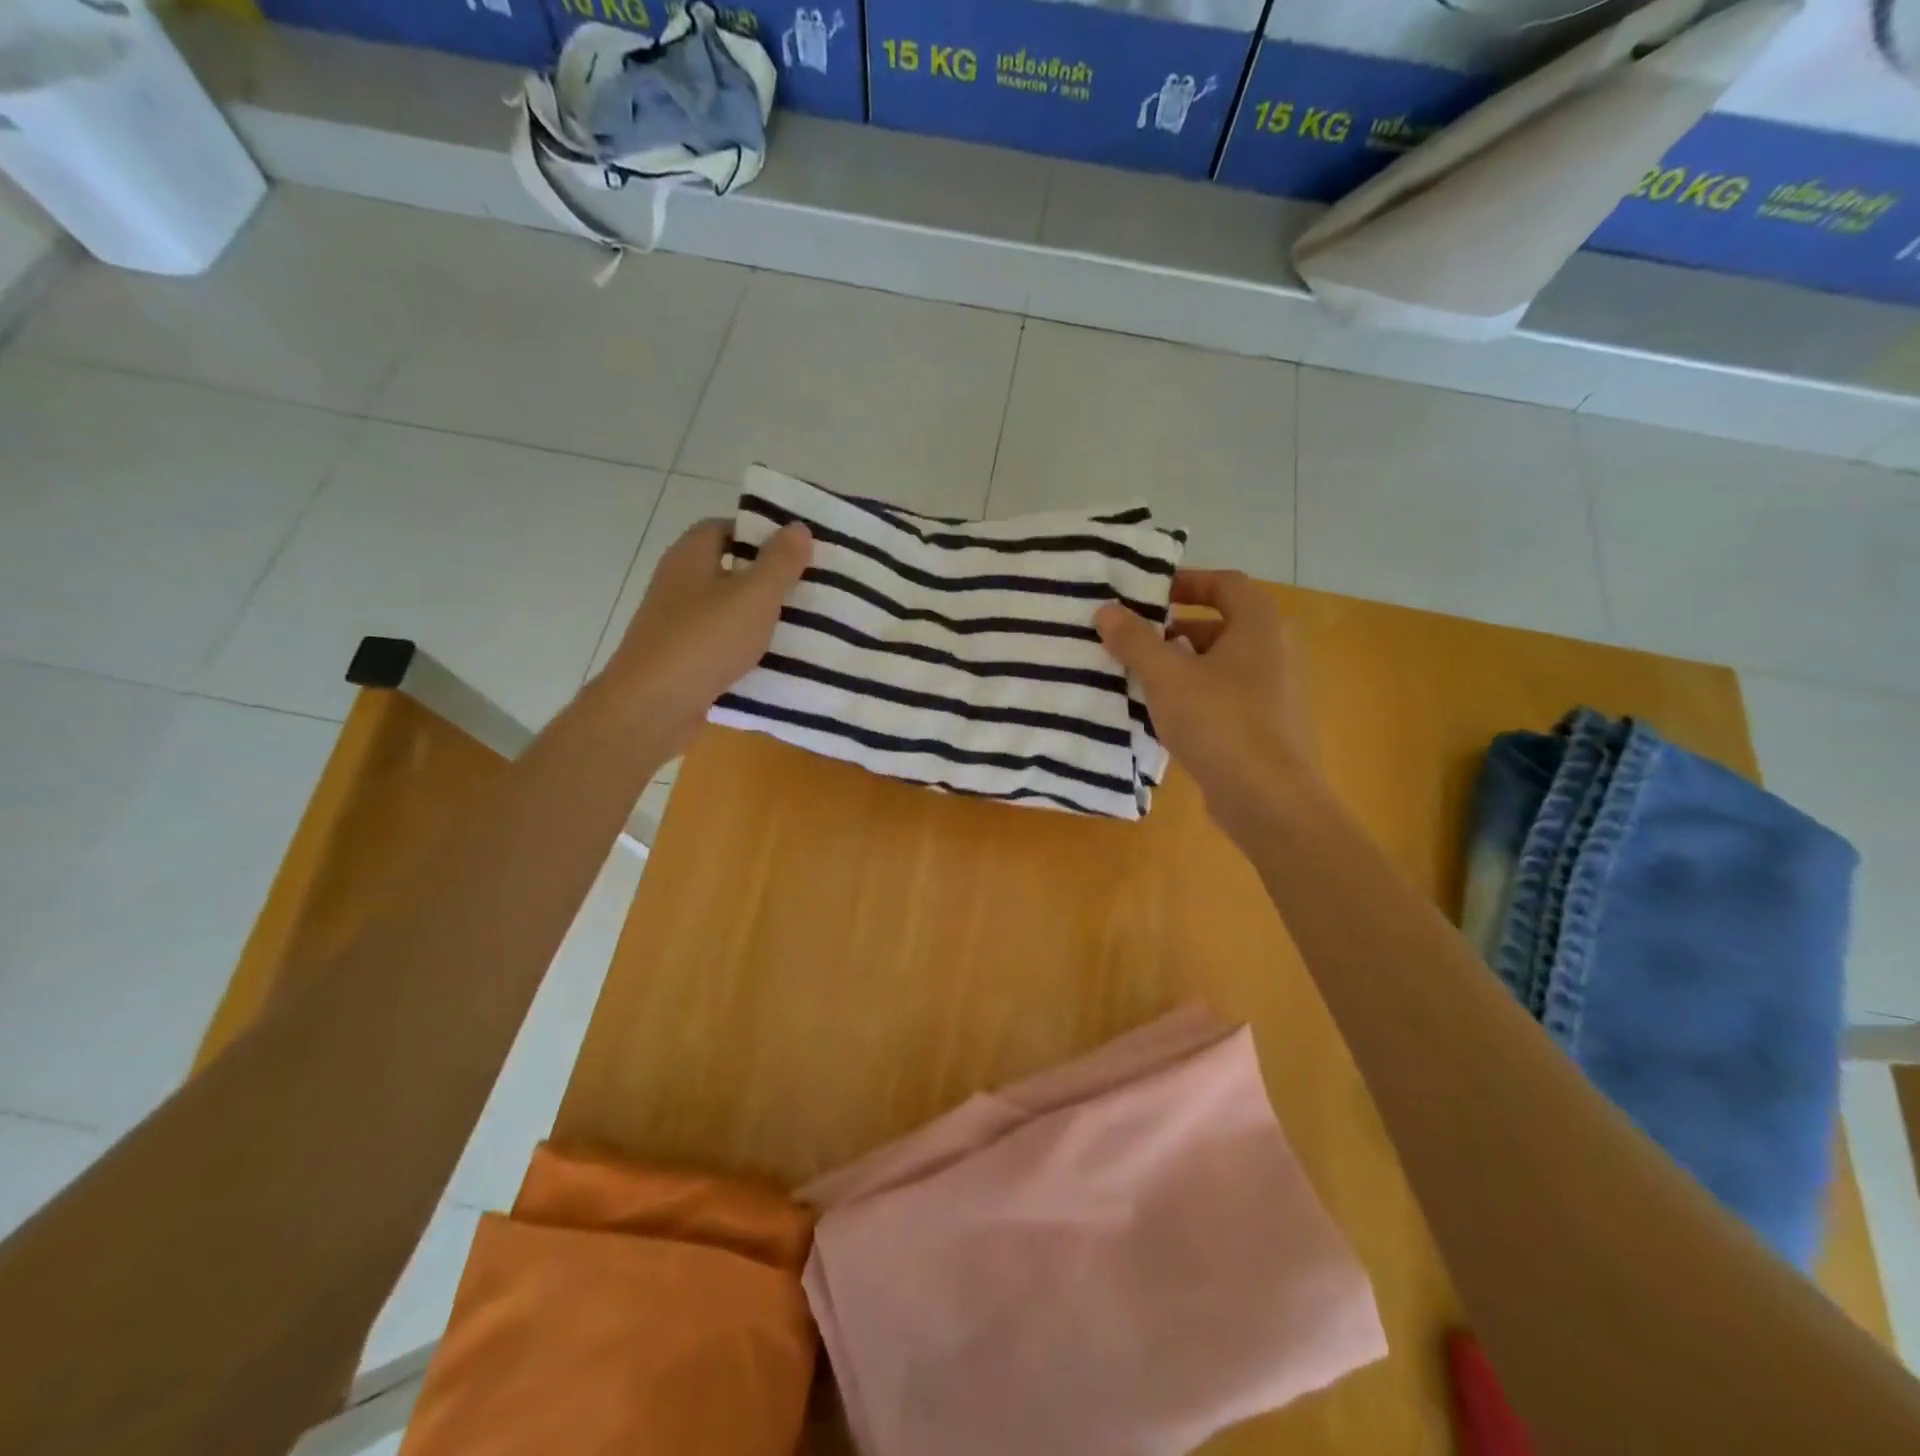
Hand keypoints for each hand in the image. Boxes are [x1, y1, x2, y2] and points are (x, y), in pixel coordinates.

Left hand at [597, 519, 811, 754]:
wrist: (653, 706)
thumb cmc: (705, 640)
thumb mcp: (754, 595)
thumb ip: (779, 562)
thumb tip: (798, 526)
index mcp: (690, 556)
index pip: (724, 528)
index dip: (759, 534)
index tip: (796, 549)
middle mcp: (678, 583)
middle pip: (727, 569)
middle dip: (766, 577)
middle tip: (808, 587)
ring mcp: (676, 624)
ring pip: (725, 610)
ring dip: (758, 617)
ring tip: (803, 625)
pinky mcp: (681, 659)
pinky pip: (720, 645)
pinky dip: (745, 649)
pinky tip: (775, 662)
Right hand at [1095, 570, 1314, 837]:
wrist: (1268, 797)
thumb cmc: (1219, 721)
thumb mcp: (1166, 676)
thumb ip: (1135, 640)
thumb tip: (1106, 610)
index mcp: (1260, 626)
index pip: (1226, 583)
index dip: (1187, 581)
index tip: (1149, 594)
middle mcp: (1275, 651)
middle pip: (1221, 625)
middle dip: (1175, 630)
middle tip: (1135, 639)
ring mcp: (1274, 692)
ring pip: (1220, 665)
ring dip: (1181, 665)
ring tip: (1139, 678)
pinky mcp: (1266, 727)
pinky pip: (1225, 697)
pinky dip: (1195, 696)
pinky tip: (1163, 716)